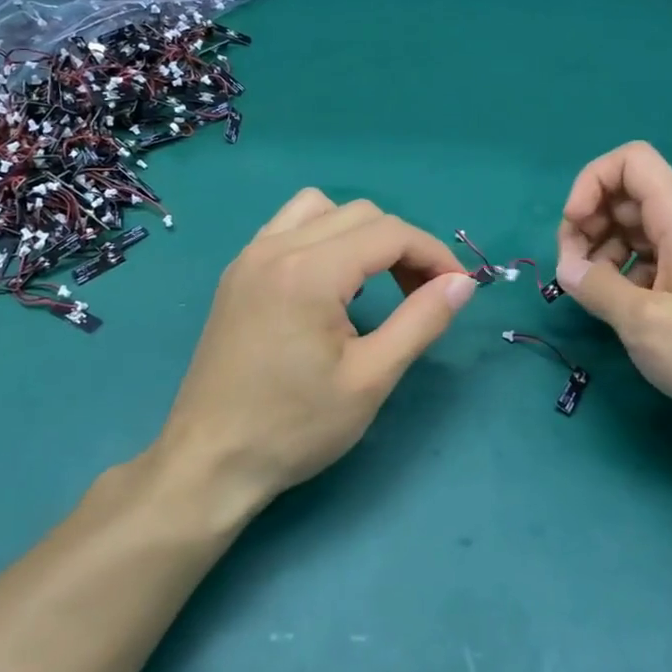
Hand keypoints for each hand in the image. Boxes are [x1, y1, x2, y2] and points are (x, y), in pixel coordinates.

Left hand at [155, 190, 475, 513]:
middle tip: (424, 293)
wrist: (210, 462)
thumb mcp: (371, 379)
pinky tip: (331, 284)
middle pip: (360, 214)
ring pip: (321, 209)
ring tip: (378, 281)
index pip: (390, 233)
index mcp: (310, 271)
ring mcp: (250, 257)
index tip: (458, 288)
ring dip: (361, 233)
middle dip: (403, 245)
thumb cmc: (294, 428)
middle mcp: (275, 247)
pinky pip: (289, 228)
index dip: (434, 254)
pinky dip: (324, 238)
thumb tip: (461, 284)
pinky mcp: (237, 274)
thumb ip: (421, 321)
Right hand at [556, 142, 671, 443]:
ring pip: (639, 225)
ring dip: (605, 249)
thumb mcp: (644, 323)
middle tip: (572, 270)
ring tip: (593, 292)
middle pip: (629, 193)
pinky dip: (629, 268)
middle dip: (590, 223)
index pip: (630, 160)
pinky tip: (623, 305)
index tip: (573, 231)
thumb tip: (566, 268)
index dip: (590, 183)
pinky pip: (657, 253)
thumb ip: (596, 288)